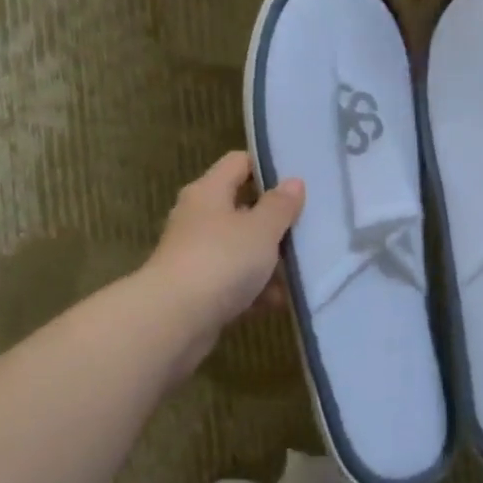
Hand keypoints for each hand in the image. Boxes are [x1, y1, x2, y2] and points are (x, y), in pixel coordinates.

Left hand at [143, 150, 304, 376]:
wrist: (174, 320)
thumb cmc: (221, 260)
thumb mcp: (261, 229)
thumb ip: (280, 206)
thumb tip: (293, 182)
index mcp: (208, 192)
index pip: (239, 163)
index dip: (267, 166)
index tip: (298, 180)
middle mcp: (198, 218)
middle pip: (241, 208)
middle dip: (274, 220)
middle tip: (309, 225)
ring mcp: (196, 256)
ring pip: (240, 249)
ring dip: (269, 260)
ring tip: (303, 268)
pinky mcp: (198, 291)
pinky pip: (234, 283)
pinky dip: (256, 290)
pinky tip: (281, 300)